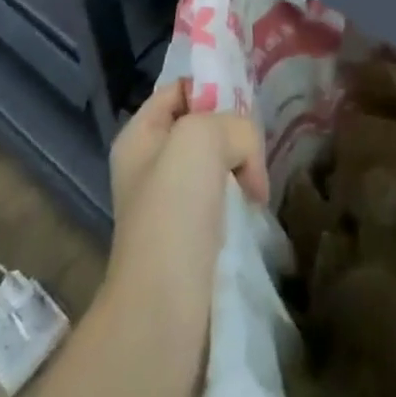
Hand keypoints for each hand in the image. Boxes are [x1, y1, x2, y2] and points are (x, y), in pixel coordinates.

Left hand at [104, 78, 268, 303]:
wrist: (164, 309)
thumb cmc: (174, 209)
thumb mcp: (203, 136)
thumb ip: (235, 125)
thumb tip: (248, 165)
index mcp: (139, 135)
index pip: (181, 88)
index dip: (212, 87)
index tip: (244, 103)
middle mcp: (149, 166)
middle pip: (203, 127)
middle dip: (232, 134)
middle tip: (254, 149)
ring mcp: (170, 206)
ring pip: (217, 166)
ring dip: (241, 171)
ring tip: (256, 185)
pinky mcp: (191, 242)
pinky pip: (224, 203)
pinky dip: (242, 204)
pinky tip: (254, 211)